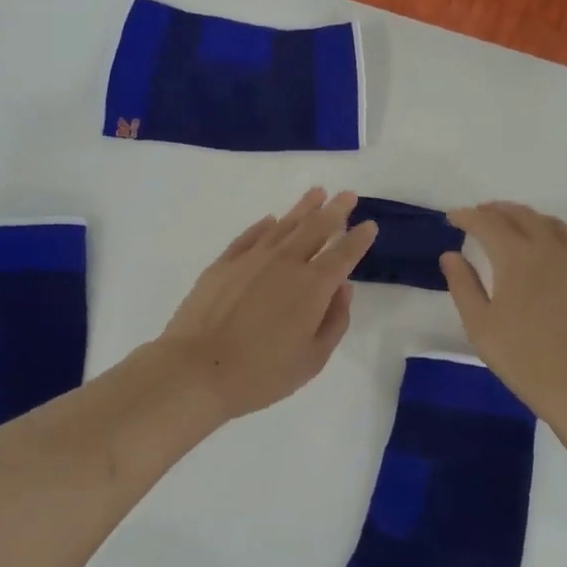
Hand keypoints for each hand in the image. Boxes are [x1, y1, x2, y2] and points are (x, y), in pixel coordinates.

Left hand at [157, 188, 377, 420]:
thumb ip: (334, 321)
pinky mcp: (223, 263)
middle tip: (348, 195)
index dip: (359, 239)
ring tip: (317, 193)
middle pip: (316, 228)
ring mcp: (252, 259)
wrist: (196, 369)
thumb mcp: (312, 359)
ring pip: (284, 225)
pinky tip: (271, 220)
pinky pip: (250, 236)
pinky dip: (264, 226)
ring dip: (304, 208)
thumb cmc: (261, 374)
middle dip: (336, 210)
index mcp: (313, 287)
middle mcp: (286, 263)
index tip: (370, 225)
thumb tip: (343, 288)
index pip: (343, 254)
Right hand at [441, 202, 566, 423]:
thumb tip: (451, 255)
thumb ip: (463, 285)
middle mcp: (548, 248)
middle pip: (521, 215)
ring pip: (551, 224)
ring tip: (514, 225)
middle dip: (497, 210)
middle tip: (480, 214)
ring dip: (527, 218)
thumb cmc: (524, 357)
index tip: (453, 217)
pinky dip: (555, 238)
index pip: (487, 223)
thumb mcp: (480, 325)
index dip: (467, 217)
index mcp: (516, 256)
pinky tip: (551, 252)